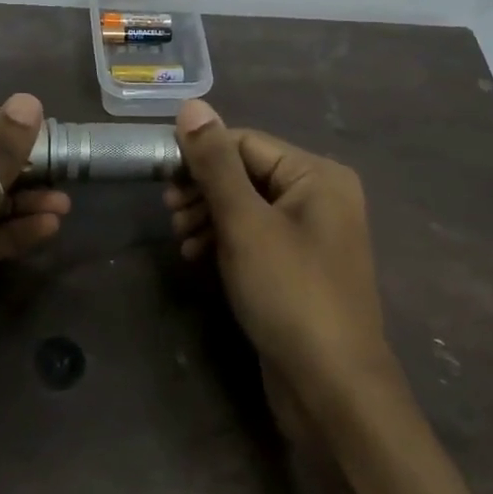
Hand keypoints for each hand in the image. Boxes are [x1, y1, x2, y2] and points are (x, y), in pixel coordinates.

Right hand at [166, 100, 391, 396]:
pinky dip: (225, 240)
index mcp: (317, 175)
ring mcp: (312, 233)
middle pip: (247, 172)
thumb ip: (215, 163)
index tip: (161, 178)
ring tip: (181, 240)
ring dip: (208, 216)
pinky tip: (198, 256)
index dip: (200, 155)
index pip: (246, 142)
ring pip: (247, 206)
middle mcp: (320, 196)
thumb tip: (192, 105)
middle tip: (170, 214)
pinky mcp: (298, 266)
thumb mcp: (245, 223)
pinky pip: (255, 236)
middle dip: (203, 190)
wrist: (332, 387)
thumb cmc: (289, 293)